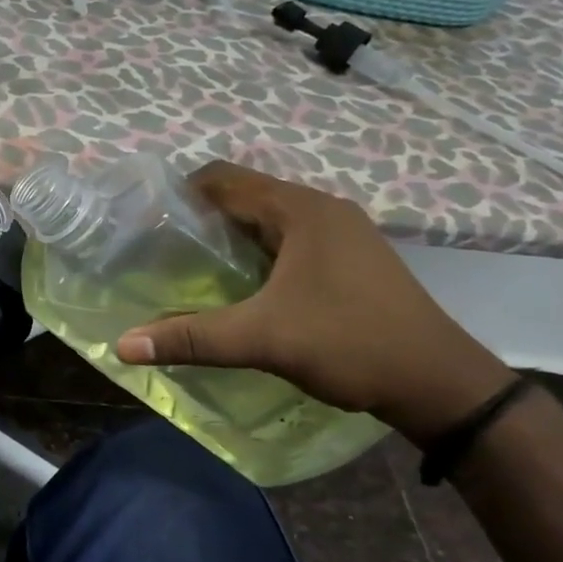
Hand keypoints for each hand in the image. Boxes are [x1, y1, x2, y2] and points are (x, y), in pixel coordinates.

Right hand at [115, 162, 516, 439]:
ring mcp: (341, 233)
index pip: (223, 178)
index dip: (179, 194)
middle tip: (161, 251)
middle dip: (200, 218)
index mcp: (299, 209)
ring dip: (230, 237)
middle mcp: (321, 209)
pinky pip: (289, 240)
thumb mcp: (263, 339)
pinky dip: (258, 253)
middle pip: (244, 196)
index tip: (146, 224)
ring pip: (268, 220)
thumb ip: (191, 337)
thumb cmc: (350, 343)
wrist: (440, 383)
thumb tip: (122, 345)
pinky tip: (244, 287)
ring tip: (193, 269)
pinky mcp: (351, 258)